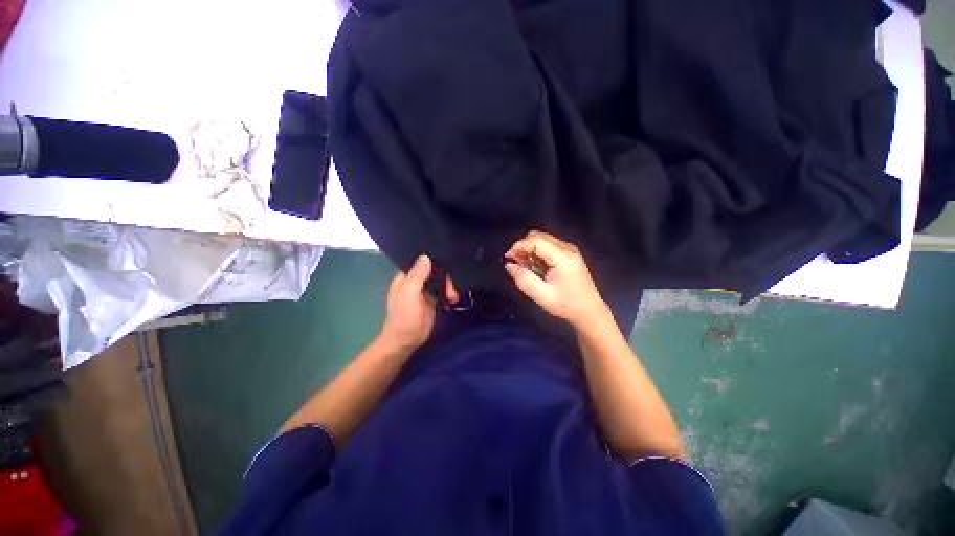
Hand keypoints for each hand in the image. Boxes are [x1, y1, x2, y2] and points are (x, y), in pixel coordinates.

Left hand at [380, 255, 457, 351]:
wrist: (407, 341)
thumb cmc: (404, 316)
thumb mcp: (409, 294)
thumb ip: (417, 276)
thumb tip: (426, 256)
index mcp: (406, 277)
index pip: (420, 261)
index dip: (433, 259)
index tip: (447, 258)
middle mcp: (416, 280)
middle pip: (434, 270)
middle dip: (445, 275)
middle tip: (452, 287)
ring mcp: (425, 290)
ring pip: (440, 279)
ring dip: (449, 285)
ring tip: (454, 296)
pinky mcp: (433, 299)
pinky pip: (443, 290)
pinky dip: (450, 292)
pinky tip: (454, 298)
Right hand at [505, 231, 609, 327]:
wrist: (589, 311)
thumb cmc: (566, 305)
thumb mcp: (542, 296)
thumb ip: (524, 279)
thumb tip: (509, 264)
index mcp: (563, 257)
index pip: (536, 241)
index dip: (519, 246)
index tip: (508, 258)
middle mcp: (568, 248)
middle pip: (539, 236)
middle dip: (523, 246)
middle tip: (515, 263)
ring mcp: (570, 249)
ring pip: (543, 238)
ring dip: (529, 248)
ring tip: (524, 265)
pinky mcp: (569, 252)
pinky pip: (548, 244)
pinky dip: (537, 251)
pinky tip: (535, 265)